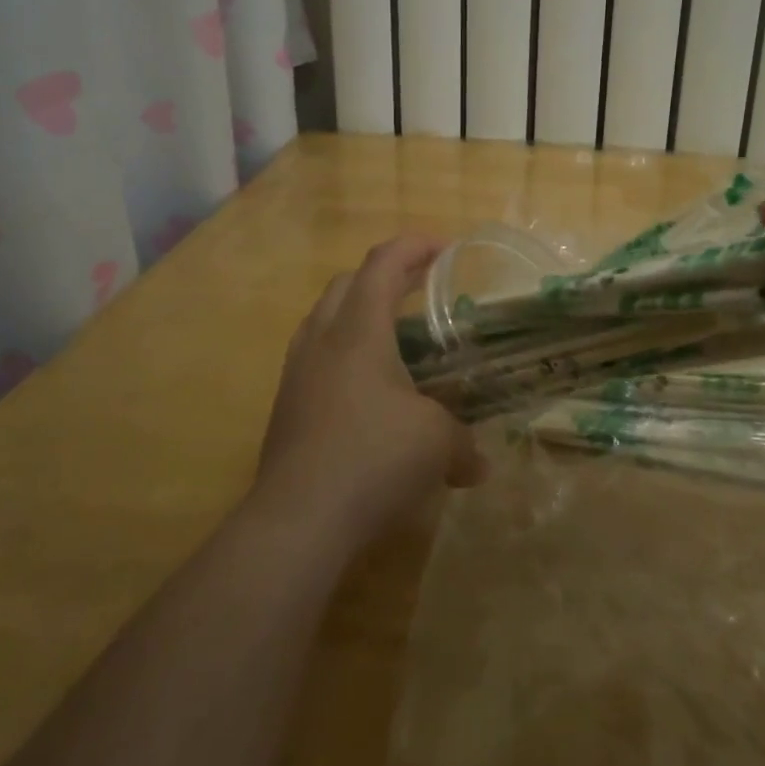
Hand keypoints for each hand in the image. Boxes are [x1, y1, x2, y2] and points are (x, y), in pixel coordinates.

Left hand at [256, 234, 484, 545]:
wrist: (297, 520)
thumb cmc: (373, 459)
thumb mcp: (437, 444)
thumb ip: (464, 443)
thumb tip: (478, 465)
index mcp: (359, 330)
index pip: (383, 264)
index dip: (414, 246)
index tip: (445, 248)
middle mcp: (322, 340)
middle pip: (348, 283)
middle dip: (386, 275)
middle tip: (421, 288)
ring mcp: (297, 372)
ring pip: (325, 319)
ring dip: (359, 313)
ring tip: (394, 336)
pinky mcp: (285, 406)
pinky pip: (315, 357)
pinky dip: (344, 353)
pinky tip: (368, 389)